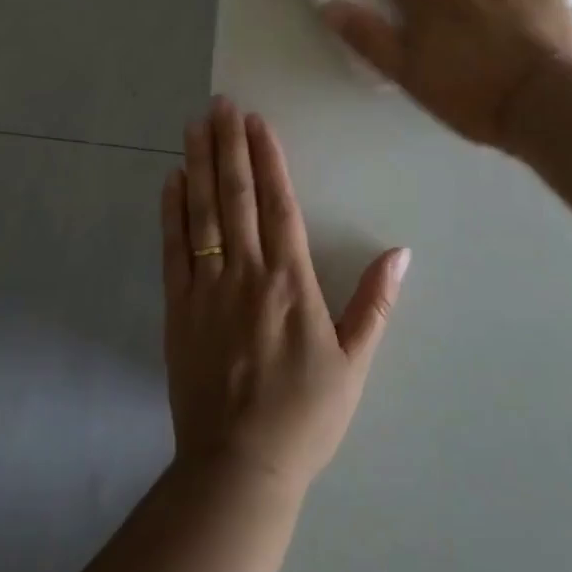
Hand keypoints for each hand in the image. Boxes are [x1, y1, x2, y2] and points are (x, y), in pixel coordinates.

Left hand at [161, 98, 407, 494]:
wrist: (239, 468)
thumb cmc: (305, 415)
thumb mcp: (353, 363)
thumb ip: (374, 303)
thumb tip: (400, 252)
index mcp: (291, 282)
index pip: (278, 204)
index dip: (267, 158)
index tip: (256, 121)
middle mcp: (247, 273)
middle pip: (235, 196)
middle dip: (228, 145)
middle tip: (220, 104)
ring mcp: (207, 289)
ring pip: (202, 213)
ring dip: (198, 165)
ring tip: (194, 125)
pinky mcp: (178, 309)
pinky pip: (174, 250)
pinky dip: (172, 212)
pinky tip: (171, 180)